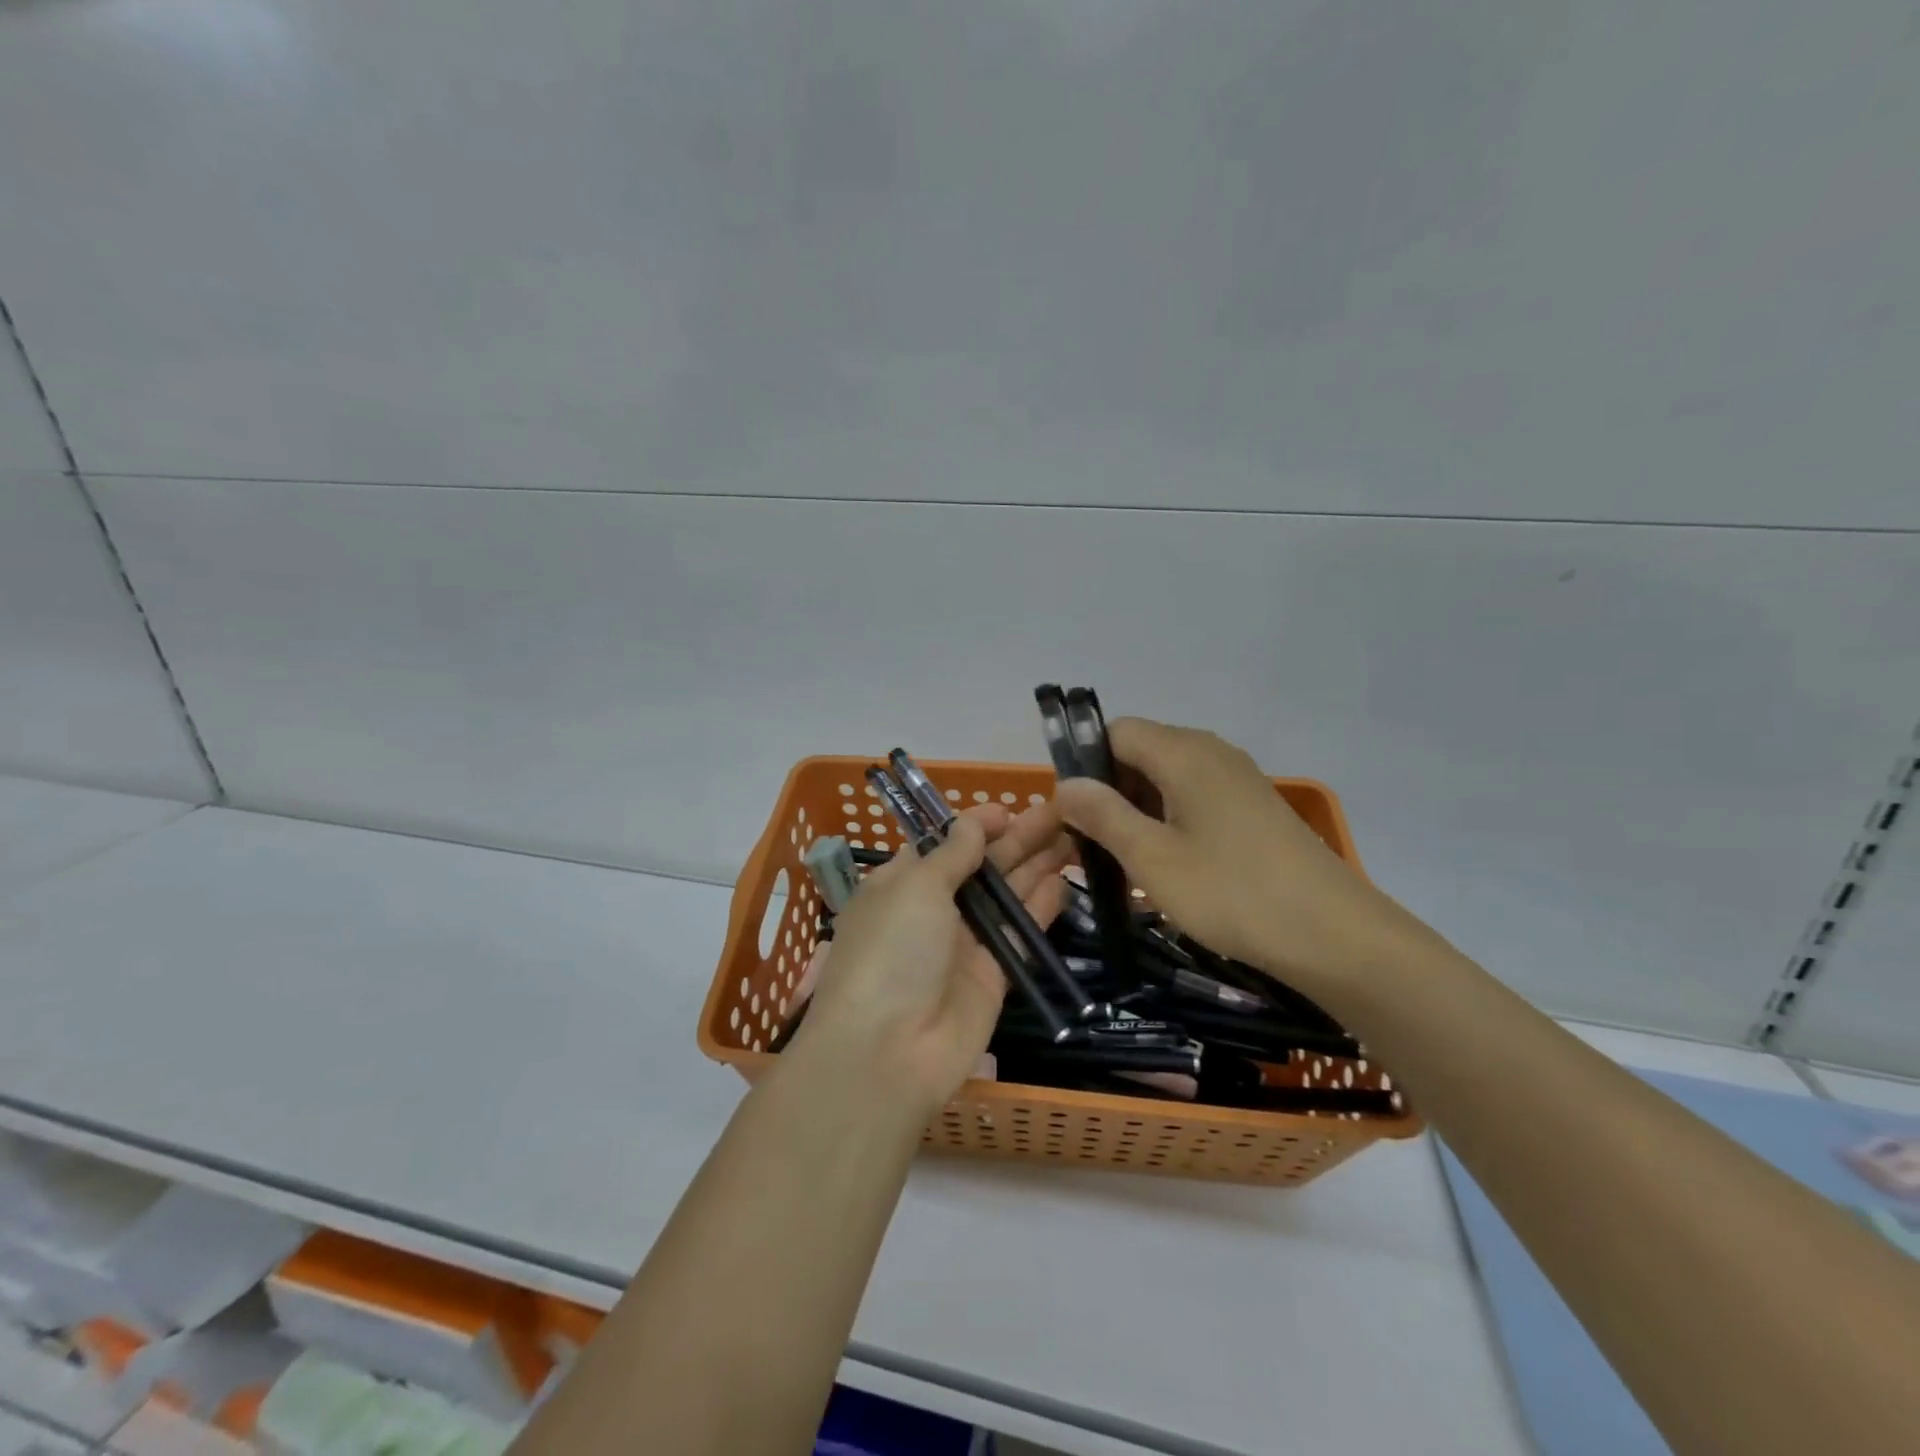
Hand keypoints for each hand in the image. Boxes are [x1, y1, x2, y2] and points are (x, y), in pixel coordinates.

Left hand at [792, 803, 1072, 1112]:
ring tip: (1076, 835)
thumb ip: (951, 854)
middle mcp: (934, 910)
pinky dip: (1041, 908)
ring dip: (1038, 865)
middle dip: (1020, 839)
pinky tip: (1066, 882)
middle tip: (1064, 813)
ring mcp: (965, 944)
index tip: (1012, 810)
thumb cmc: (892, 951)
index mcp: (903, 883)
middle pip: (983, 866)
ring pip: (1008, 896)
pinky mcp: (994, 976)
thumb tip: (974, 822)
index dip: (977, 825)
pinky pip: (1021, 934)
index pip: (945, 844)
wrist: (888, 1052)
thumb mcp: (915, 887)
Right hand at [1052, 719, 1431, 994]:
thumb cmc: (1233, 893)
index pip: (1115, 731)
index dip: (1084, 764)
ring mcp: (1237, 780)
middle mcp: (1211, 753)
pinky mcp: (1254, 808)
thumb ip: (1103, 814)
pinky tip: (1169, 868)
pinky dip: (1170, 823)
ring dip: (1138, 812)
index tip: (1072, 814)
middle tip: (1092, 846)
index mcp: (1183, 752)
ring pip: (1167, 779)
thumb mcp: (1152, 858)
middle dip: (1109, 792)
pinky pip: (1195, 799)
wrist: (1336, 936)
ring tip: (1126, 863)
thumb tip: (1065, 784)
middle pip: (1141, 753)